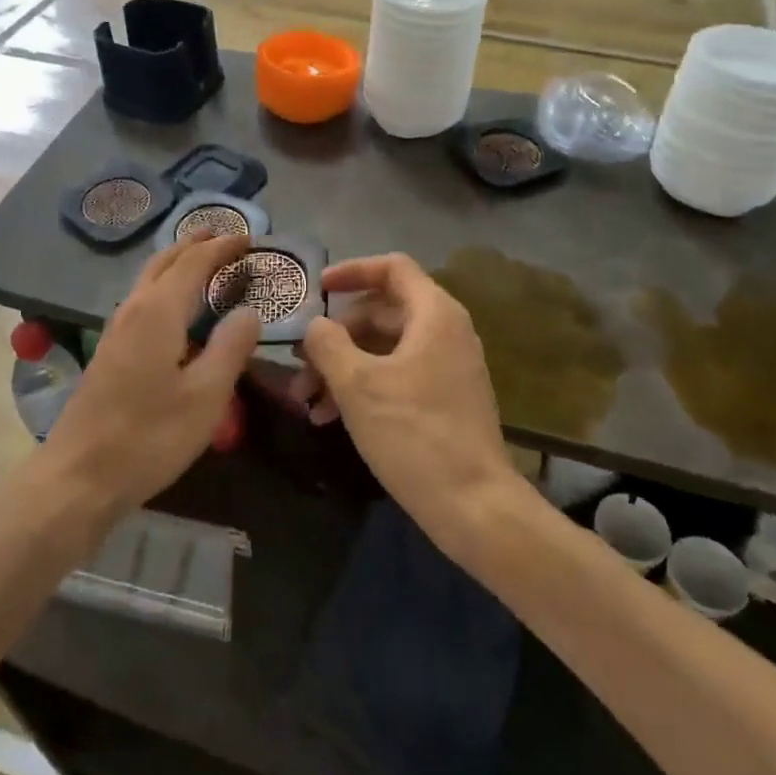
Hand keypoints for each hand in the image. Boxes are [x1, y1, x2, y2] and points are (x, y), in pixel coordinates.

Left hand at [41, 232, 261, 519]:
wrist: (78, 476)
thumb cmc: (148, 437)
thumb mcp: (205, 396)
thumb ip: (231, 347)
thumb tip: (249, 311)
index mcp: (158, 311)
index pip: (194, 263)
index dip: (222, 248)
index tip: (248, 238)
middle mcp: (134, 309)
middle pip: (165, 261)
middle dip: (195, 244)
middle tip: (224, 237)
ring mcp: (116, 329)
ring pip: (149, 278)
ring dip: (177, 262)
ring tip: (203, 260)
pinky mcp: (109, 350)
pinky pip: (142, 298)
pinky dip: (165, 285)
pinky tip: (175, 307)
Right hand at [296, 253, 523, 556]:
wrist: (474, 506)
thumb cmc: (414, 433)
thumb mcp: (357, 384)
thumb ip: (328, 343)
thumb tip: (315, 326)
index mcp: (434, 314)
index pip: (392, 268)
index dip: (351, 270)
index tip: (316, 289)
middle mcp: (446, 331)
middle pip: (382, 312)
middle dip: (336, 335)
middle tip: (301, 361)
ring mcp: (448, 367)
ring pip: (385, 349)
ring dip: (343, 367)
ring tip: (307, 401)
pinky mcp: (444, 399)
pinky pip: (397, 375)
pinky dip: (364, 387)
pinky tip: (329, 418)